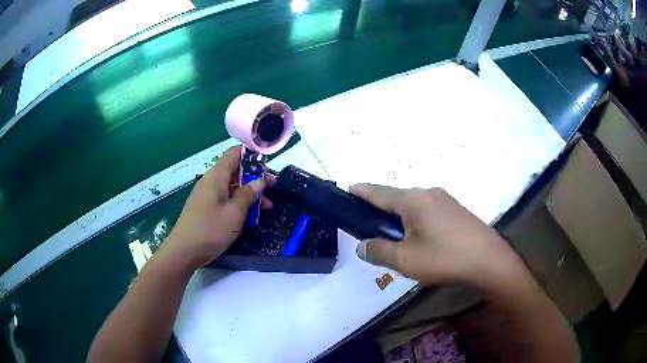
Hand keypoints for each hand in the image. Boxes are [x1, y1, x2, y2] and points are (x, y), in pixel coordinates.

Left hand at [163, 146, 270, 267]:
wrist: (184, 251)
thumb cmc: (210, 229)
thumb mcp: (234, 213)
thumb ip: (248, 194)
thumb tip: (260, 181)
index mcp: (216, 176)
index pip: (235, 153)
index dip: (252, 155)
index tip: (268, 166)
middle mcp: (211, 181)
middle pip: (236, 170)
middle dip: (255, 178)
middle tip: (273, 189)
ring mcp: (208, 195)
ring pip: (232, 186)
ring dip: (250, 193)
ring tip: (267, 207)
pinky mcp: (207, 207)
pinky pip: (226, 198)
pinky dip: (240, 203)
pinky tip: (251, 215)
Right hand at [350, 184, 523, 287]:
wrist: (488, 260)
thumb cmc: (444, 258)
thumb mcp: (405, 260)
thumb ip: (379, 251)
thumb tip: (362, 246)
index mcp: (413, 200)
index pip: (380, 192)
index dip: (362, 191)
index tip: (348, 188)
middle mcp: (429, 192)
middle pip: (397, 198)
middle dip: (382, 210)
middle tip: (371, 227)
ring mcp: (445, 200)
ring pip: (414, 205)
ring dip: (401, 218)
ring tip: (396, 238)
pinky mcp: (456, 210)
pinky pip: (428, 211)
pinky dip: (417, 221)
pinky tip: (420, 239)